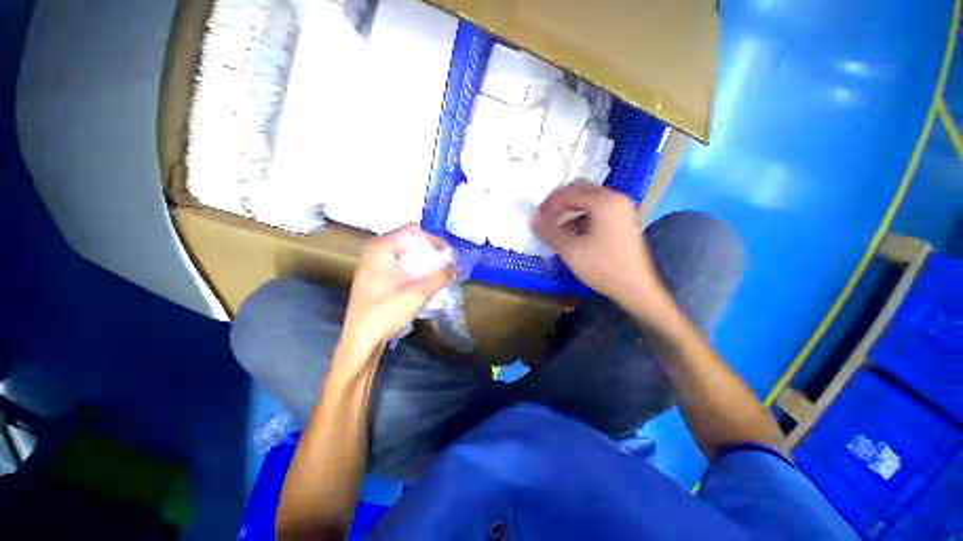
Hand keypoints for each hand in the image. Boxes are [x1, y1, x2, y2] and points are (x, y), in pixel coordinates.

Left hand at [340, 224, 454, 354]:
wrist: (362, 338)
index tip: (449, 256)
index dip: (434, 241)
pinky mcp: (377, 273)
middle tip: (446, 264)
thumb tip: (457, 267)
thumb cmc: (386, 312)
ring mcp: (375, 262)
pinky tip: (425, 278)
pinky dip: (415, 267)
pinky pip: (401, 262)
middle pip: (410, 240)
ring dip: (424, 260)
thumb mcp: (418, 293)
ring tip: (439, 271)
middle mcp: (376, 249)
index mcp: (381, 247)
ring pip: (406, 252)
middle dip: (430, 251)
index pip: (413, 231)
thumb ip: (440, 276)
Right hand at [534, 182, 669, 312]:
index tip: (536, 218)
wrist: (636, 288)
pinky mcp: (623, 219)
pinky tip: (572, 232)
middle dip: (558, 203)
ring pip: (588, 199)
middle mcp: (615, 197)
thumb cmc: (603, 268)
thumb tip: (534, 217)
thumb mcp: (570, 250)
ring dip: (569, 209)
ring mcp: (621, 207)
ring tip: (556, 227)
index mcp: (604, 201)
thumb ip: (549, 231)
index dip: (548, 204)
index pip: (568, 192)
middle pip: (579, 190)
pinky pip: (597, 209)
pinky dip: (581, 215)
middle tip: (544, 218)